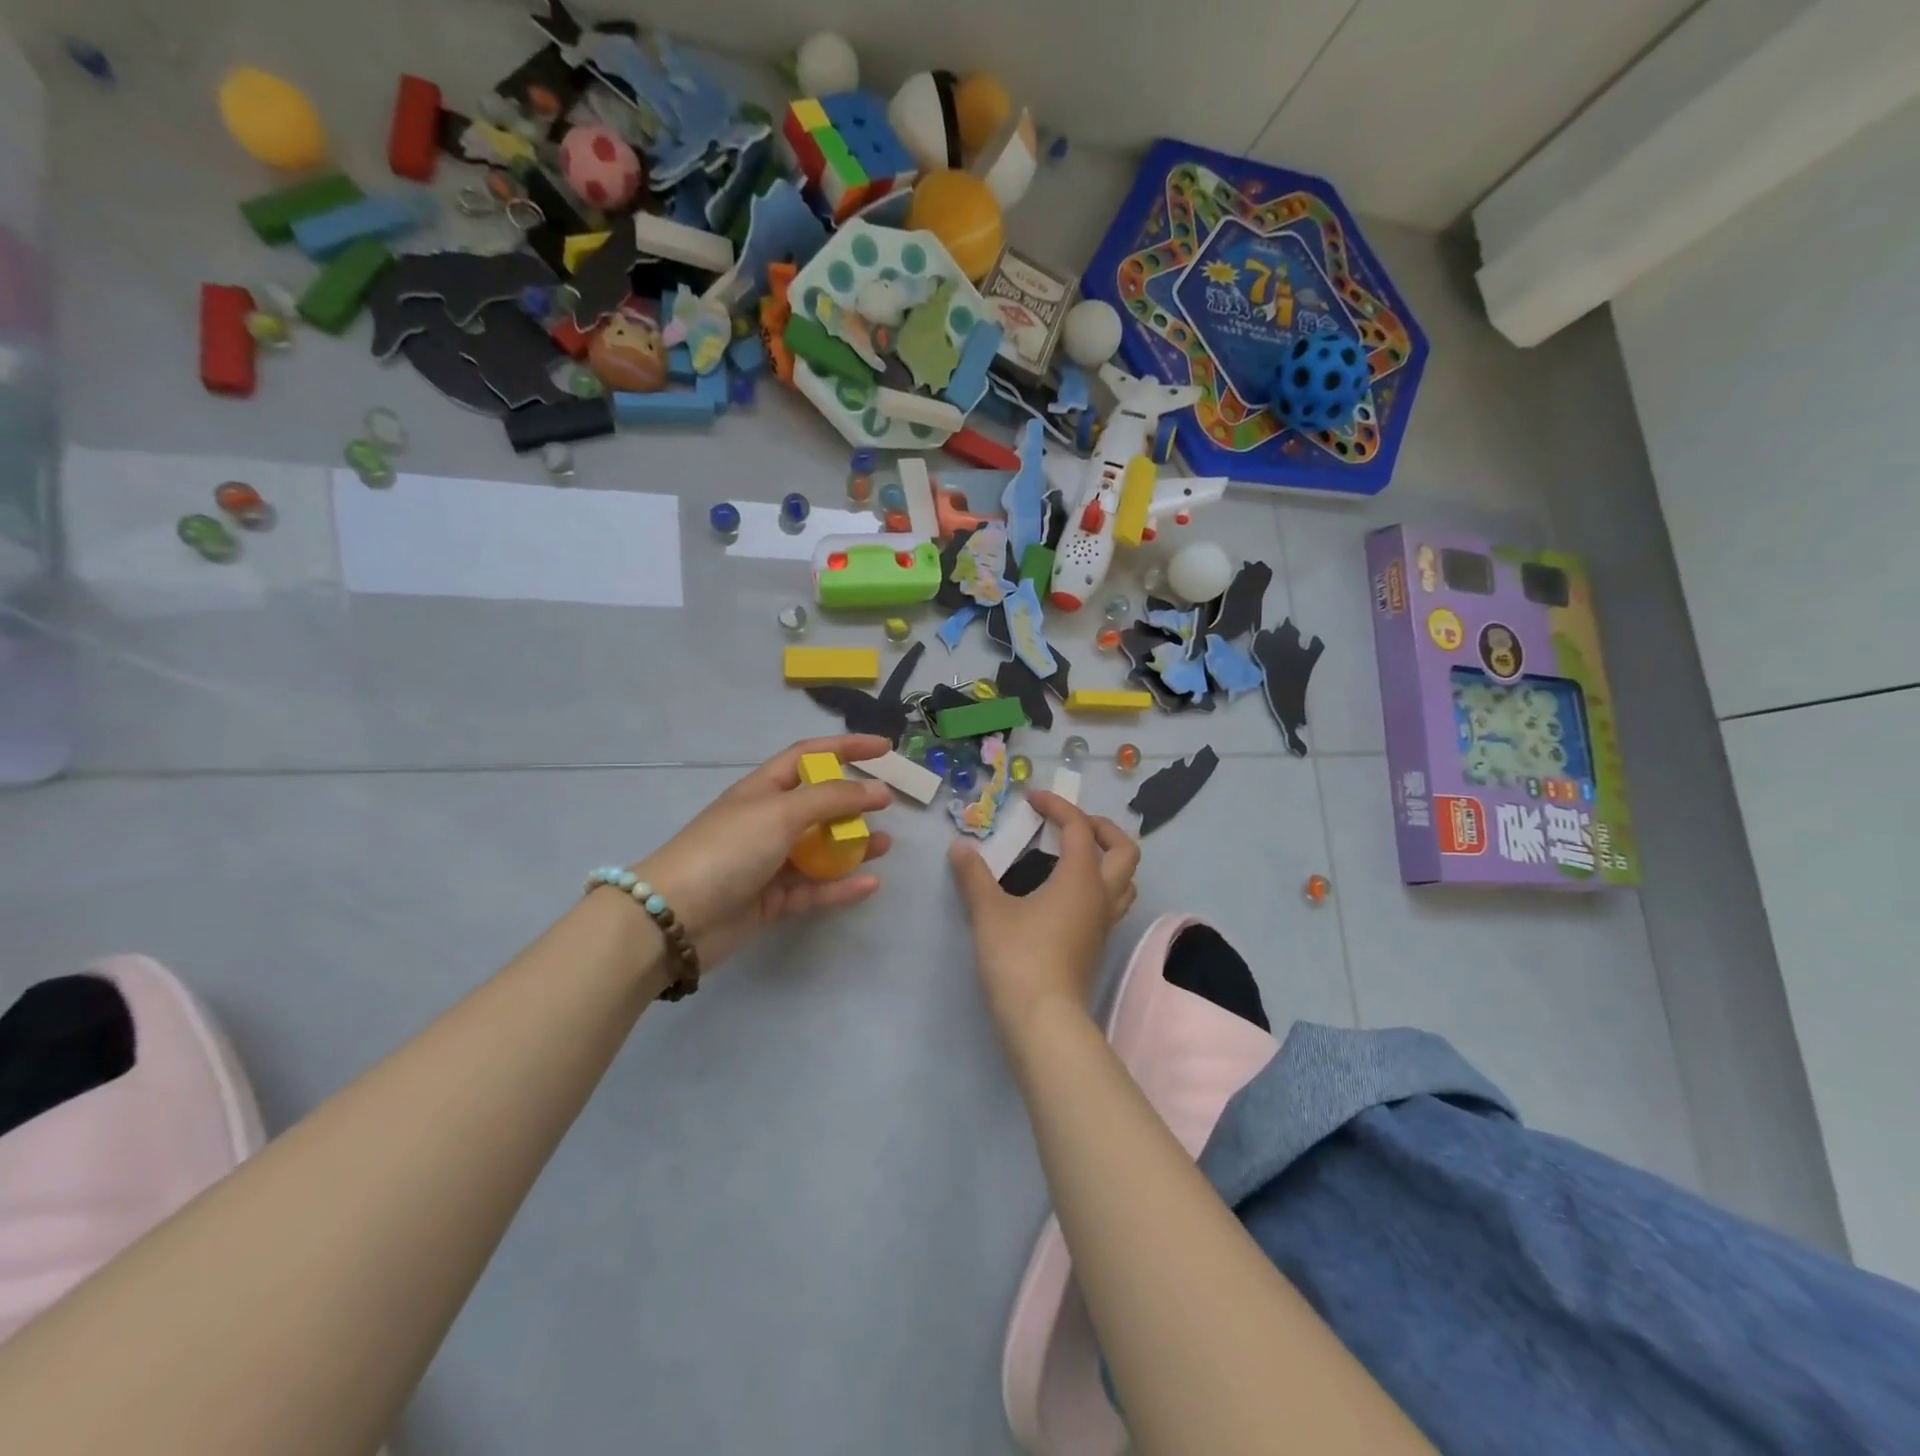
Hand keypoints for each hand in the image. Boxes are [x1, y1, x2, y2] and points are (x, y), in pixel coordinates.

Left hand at [633, 736, 895, 967]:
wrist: (675, 918)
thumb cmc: (728, 849)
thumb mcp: (781, 812)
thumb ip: (833, 799)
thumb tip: (878, 791)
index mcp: (763, 789)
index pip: (810, 756)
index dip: (846, 747)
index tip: (884, 748)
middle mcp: (766, 821)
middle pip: (817, 803)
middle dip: (852, 803)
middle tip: (885, 807)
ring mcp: (768, 861)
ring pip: (820, 849)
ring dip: (852, 846)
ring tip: (885, 846)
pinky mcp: (771, 900)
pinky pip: (814, 889)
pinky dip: (841, 886)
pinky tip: (871, 884)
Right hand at [948, 792, 1139, 1034]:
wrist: (1042, 1019)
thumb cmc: (1018, 957)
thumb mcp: (989, 911)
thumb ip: (974, 876)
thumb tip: (960, 848)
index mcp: (1081, 878)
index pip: (1079, 828)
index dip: (1057, 806)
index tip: (1032, 799)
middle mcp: (1101, 896)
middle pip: (1124, 850)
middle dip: (1101, 828)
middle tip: (1070, 823)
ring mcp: (1103, 923)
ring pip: (1125, 880)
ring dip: (1107, 858)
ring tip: (1074, 854)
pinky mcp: (1096, 944)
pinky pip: (1111, 902)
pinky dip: (1097, 884)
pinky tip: (1066, 892)